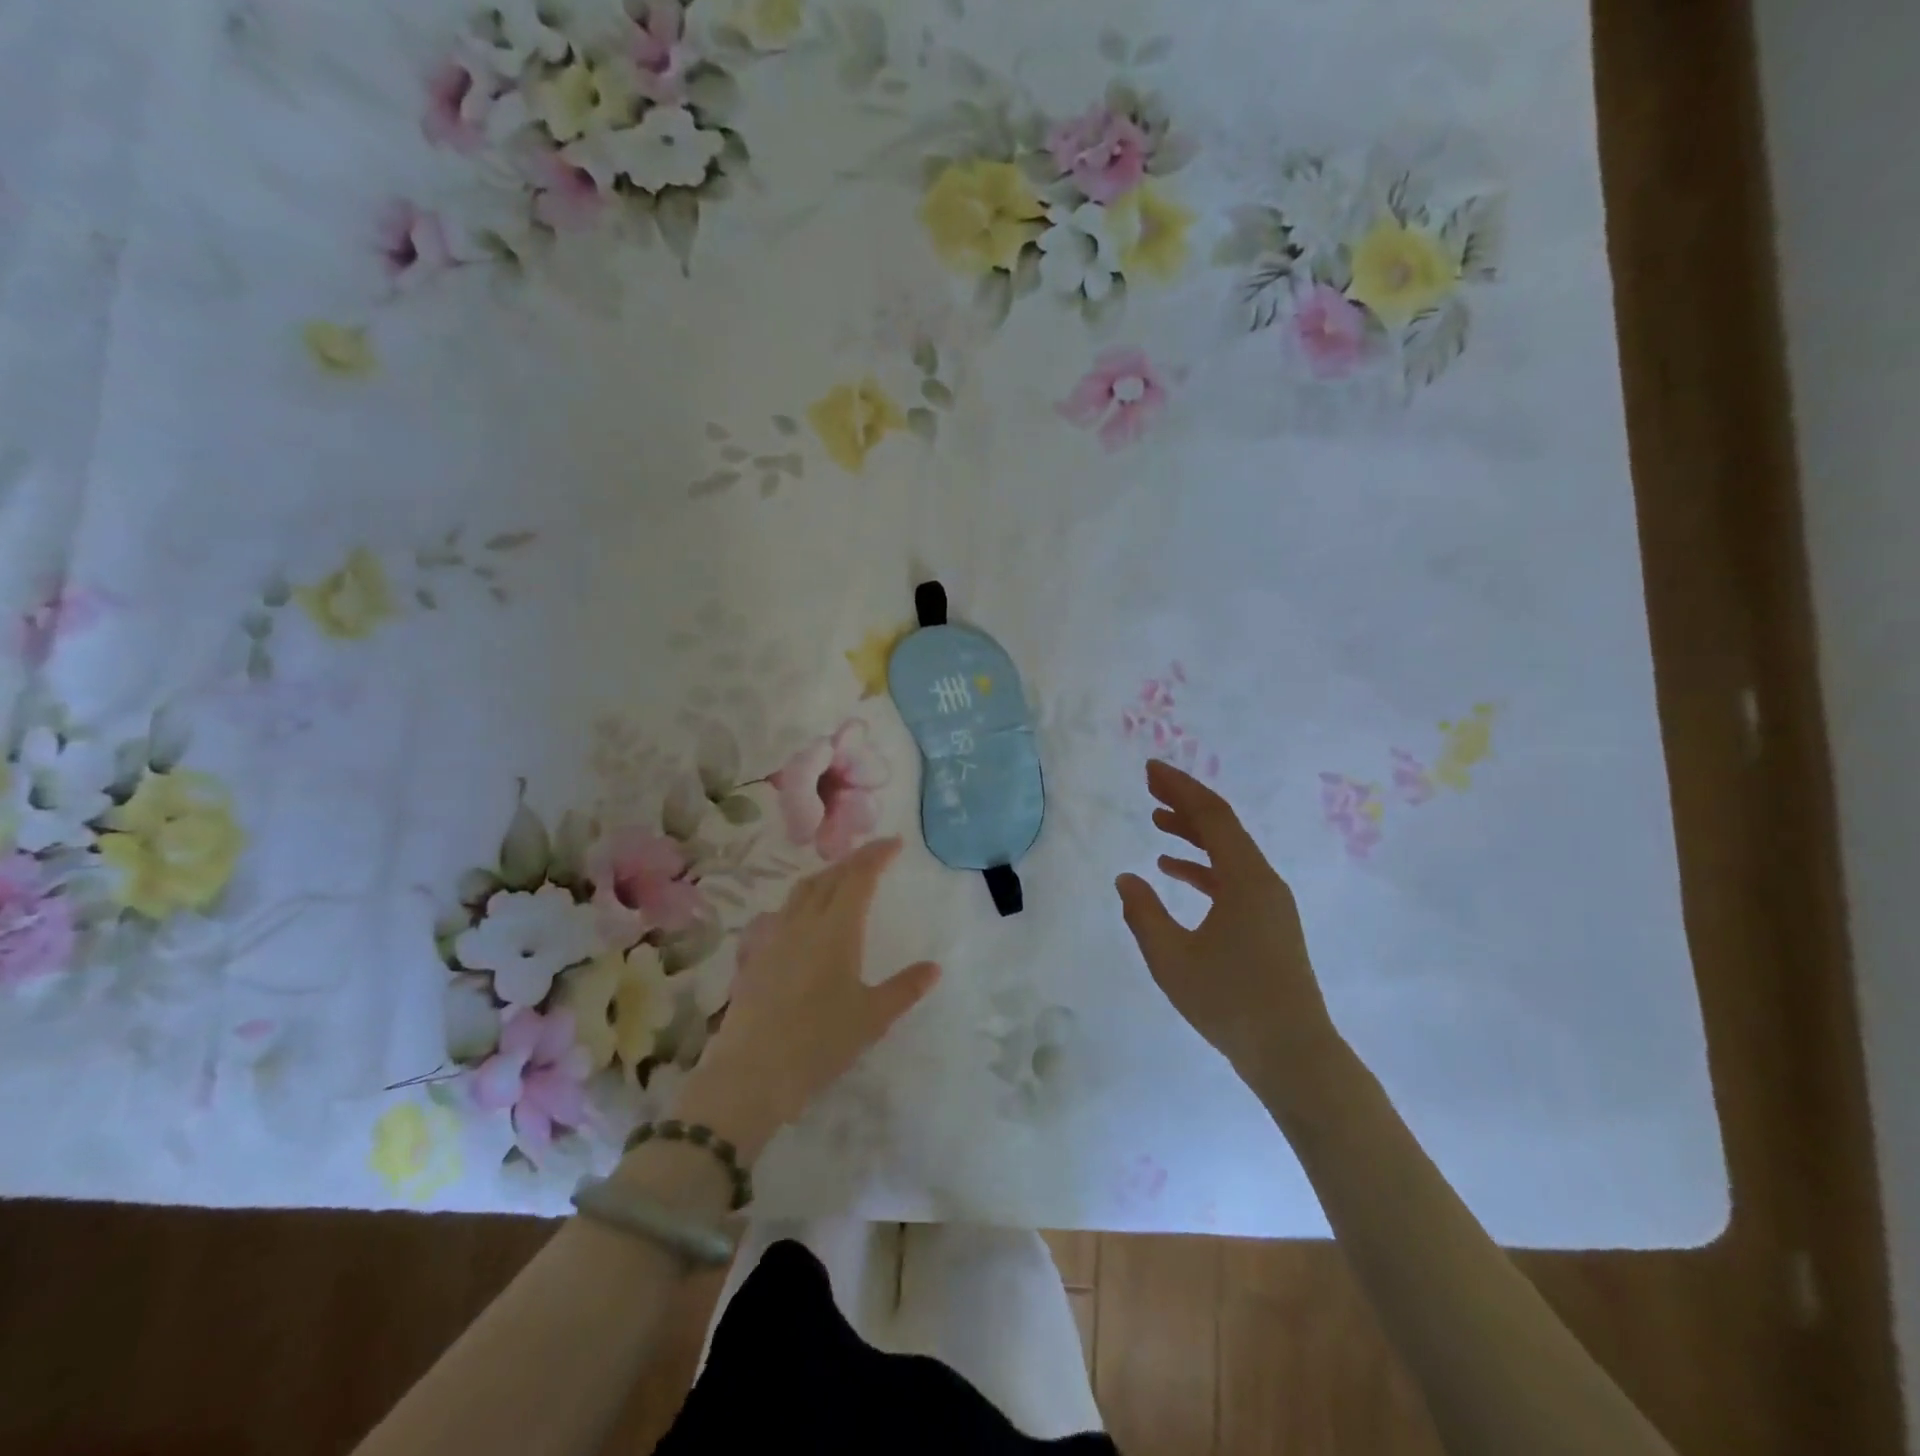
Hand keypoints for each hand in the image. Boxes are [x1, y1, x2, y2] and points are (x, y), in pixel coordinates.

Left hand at [673, 837, 938, 1160]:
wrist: (752, 1073)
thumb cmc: (820, 1042)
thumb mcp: (872, 1018)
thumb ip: (904, 988)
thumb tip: (934, 967)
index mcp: (836, 929)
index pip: (858, 877)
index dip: (877, 855)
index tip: (895, 842)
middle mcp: (803, 923)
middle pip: (829, 877)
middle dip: (854, 860)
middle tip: (873, 856)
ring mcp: (774, 937)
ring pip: (801, 891)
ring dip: (825, 876)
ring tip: (840, 879)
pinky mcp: (754, 956)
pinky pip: (780, 914)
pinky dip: (799, 904)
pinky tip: (799, 919)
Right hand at [1116, 761, 1341, 1101]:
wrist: (1292, 1053)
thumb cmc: (1230, 1003)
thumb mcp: (1172, 958)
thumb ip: (1144, 914)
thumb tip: (1127, 879)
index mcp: (1245, 879)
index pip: (1211, 816)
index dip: (1180, 787)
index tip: (1151, 769)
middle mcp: (1263, 881)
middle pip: (1223, 827)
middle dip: (1185, 802)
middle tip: (1150, 785)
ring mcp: (1270, 902)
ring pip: (1228, 852)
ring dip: (1193, 833)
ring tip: (1157, 820)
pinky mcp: (1269, 923)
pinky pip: (1233, 877)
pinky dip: (1203, 866)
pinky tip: (1174, 871)